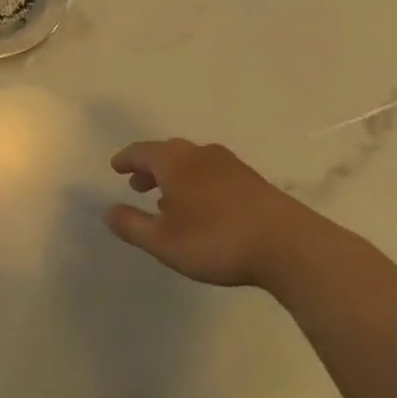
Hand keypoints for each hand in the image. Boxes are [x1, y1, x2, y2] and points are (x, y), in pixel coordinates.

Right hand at [105, 138, 333, 287]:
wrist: (289, 246)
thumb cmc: (216, 240)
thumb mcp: (163, 241)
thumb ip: (132, 225)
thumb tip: (107, 211)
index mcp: (175, 162)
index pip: (142, 151)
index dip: (126, 159)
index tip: (116, 167)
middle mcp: (200, 154)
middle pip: (167, 152)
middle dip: (150, 167)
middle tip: (138, 185)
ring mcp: (230, 165)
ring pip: (192, 162)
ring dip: (174, 176)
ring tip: (167, 200)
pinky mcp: (252, 181)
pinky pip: (213, 172)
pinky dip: (197, 182)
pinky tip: (202, 208)